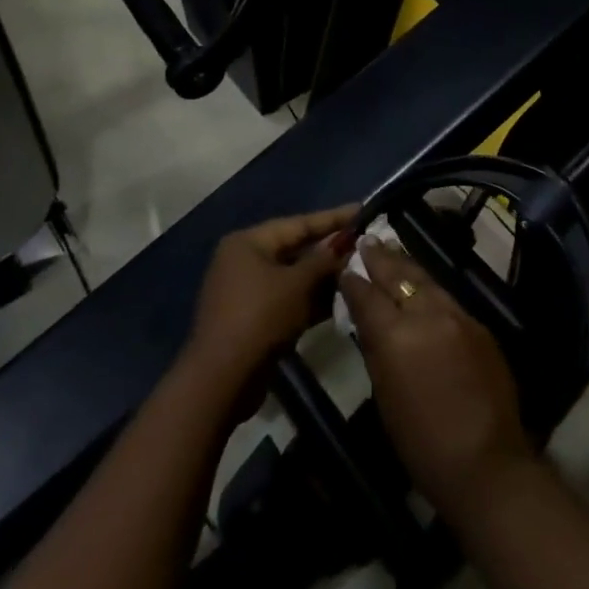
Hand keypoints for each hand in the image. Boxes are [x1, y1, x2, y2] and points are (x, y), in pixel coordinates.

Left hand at [183, 206, 356, 407]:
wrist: (223, 379)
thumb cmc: (260, 317)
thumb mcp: (297, 284)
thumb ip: (323, 261)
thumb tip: (345, 245)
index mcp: (248, 243)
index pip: (298, 223)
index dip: (333, 218)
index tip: (363, 210)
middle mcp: (244, 260)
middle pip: (295, 249)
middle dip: (330, 250)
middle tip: (366, 244)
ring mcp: (247, 291)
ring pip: (294, 277)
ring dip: (324, 277)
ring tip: (361, 271)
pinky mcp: (254, 318)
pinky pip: (288, 299)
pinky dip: (311, 299)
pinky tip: (342, 300)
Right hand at [341, 239, 533, 516]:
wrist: (485, 461)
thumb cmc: (421, 441)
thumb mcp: (385, 395)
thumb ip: (376, 349)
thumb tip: (369, 321)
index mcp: (396, 335)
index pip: (368, 295)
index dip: (354, 280)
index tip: (345, 267)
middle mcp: (428, 314)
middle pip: (400, 276)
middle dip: (382, 258)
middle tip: (368, 241)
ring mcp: (458, 316)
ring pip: (427, 281)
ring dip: (408, 268)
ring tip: (393, 254)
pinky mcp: (479, 325)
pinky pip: (448, 299)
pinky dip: (431, 290)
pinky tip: (424, 289)